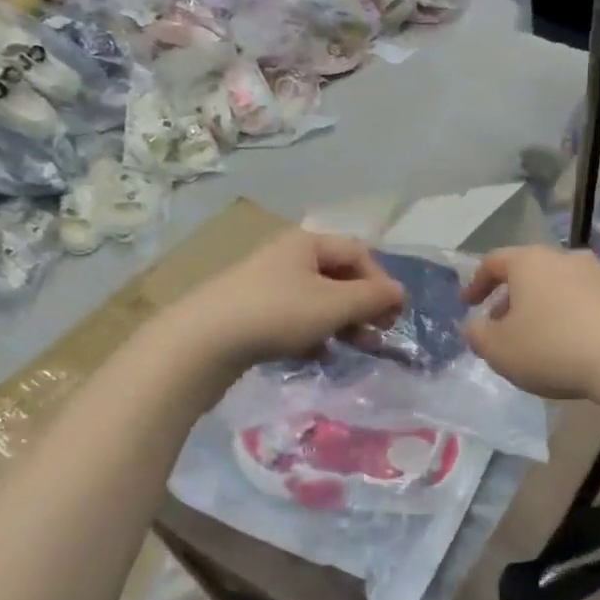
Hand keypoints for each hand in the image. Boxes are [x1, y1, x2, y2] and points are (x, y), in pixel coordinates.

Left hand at [168, 229, 405, 380]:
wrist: (200, 343)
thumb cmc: (276, 315)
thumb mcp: (334, 305)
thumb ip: (372, 297)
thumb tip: (399, 293)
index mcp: (307, 243)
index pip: (358, 253)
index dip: (380, 282)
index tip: (390, 316)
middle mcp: (286, 256)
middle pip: (337, 276)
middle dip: (361, 306)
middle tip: (375, 336)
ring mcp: (265, 284)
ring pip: (316, 300)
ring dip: (340, 323)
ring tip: (350, 349)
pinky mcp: (249, 312)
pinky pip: (294, 318)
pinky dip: (312, 334)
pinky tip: (316, 356)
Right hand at [461, 246, 599, 400]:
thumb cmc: (553, 348)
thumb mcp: (500, 350)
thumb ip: (477, 336)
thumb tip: (473, 326)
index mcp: (529, 262)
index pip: (493, 262)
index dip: (476, 283)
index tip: (468, 305)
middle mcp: (564, 258)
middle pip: (528, 273)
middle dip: (510, 299)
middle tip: (501, 327)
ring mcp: (599, 275)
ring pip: (558, 287)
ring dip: (542, 308)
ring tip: (537, 340)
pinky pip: (585, 303)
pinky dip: (570, 318)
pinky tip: (572, 347)